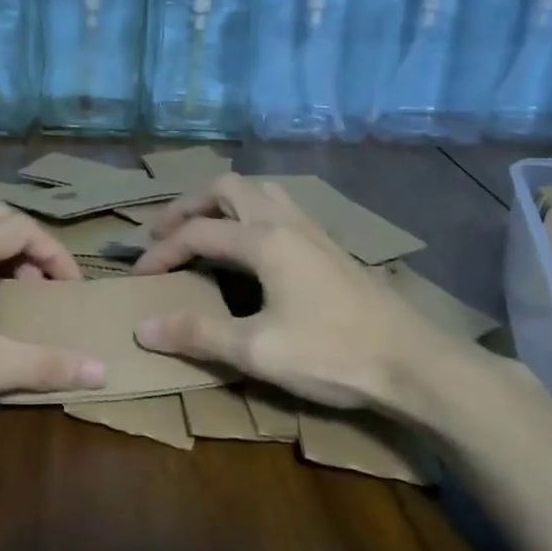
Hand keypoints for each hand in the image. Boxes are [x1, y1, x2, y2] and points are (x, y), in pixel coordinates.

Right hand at [130, 175, 468, 415]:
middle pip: (228, 188)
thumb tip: (142, 328)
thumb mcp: (257, 351)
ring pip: (259, 191)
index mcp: (265, 240)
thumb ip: (197, 335)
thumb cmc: (333, 353)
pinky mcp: (329, 245)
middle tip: (164, 234)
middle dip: (189, 205)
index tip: (138, 276)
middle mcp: (286, 221)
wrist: (414, 363)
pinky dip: (250, 212)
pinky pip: (279, 207)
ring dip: (223, 202)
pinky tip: (252, 247)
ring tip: (204, 229)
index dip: (161, 251)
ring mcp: (313, 230)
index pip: (197, 232)